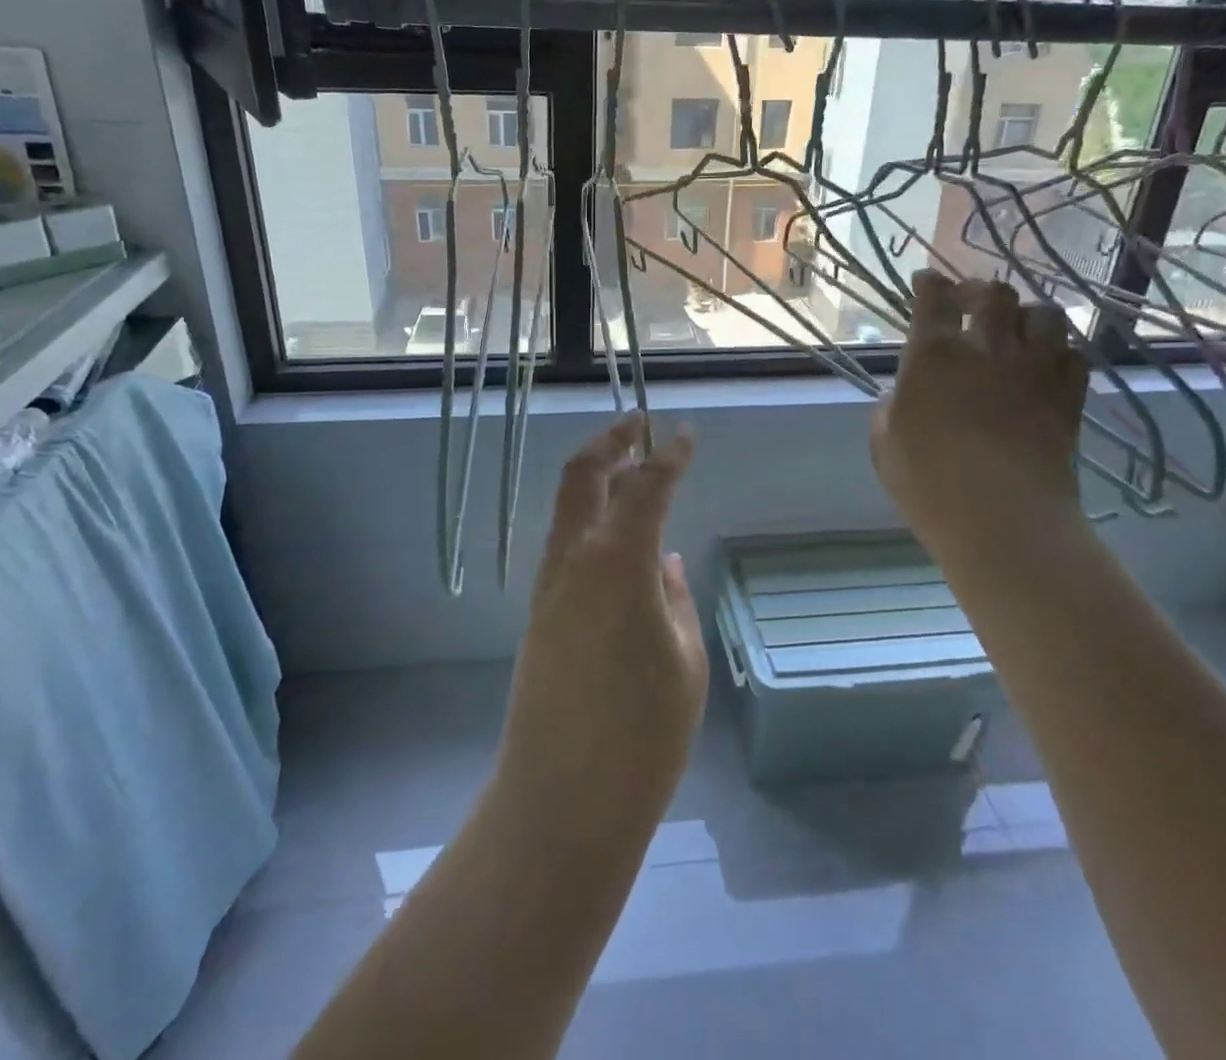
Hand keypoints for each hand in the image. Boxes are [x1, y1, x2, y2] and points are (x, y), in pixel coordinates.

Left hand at [495, 414, 705, 838]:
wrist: (561, 802)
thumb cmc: (641, 735)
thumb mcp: (683, 660)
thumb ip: (673, 599)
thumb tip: (662, 561)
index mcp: (616, 564)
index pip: (645, 487)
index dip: (669, 457)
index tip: (686, 435)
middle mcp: (573, 561)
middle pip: (581, 476)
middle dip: (610, 442)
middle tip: (638, 423)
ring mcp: (548, 586)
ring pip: (567, 506)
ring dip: (596, 476)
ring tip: (630, 467)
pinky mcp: (539, 612)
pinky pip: (566, 542)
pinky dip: (590, 517)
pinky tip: (618, 534)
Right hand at [871, 271, 1089, 561]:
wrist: (1002, 517)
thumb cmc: (927, 481)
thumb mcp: (884, 443)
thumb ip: (890, 409)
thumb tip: (903, 396)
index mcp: (934, 355)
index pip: (933, 300)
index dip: (930, 284)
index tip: (927, 280)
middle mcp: (987, 350)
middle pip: (995, 295)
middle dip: (980, 291)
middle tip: (972, 301)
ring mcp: (1034, 371)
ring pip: (1045, 315)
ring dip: (1027, 315)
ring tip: (1018, 329)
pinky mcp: (1068, 398)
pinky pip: (1076, 356)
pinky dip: (1061, 352)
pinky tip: (1049, 364)